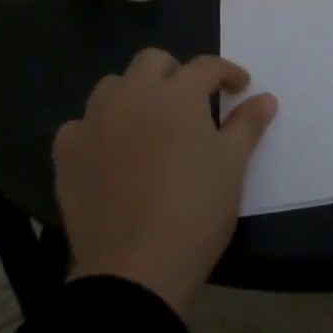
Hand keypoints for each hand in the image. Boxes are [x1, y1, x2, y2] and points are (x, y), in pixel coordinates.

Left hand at [52, 49, 277, 312]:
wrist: (134, 270)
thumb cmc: (195, 211)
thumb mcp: (233, 165)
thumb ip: (247, 124)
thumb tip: (265, 98)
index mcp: (177, 95)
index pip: (206, 66)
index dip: (227, 73)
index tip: (240, 89)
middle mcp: (132, 96)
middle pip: (153, 61)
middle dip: (176, 73)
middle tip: (193, 103)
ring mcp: (94, 123)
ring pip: (112, 86)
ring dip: (134, 94)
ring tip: (150, 122)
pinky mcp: (67, 154)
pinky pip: (80, 125)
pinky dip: (98, 129)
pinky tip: (111, 151)